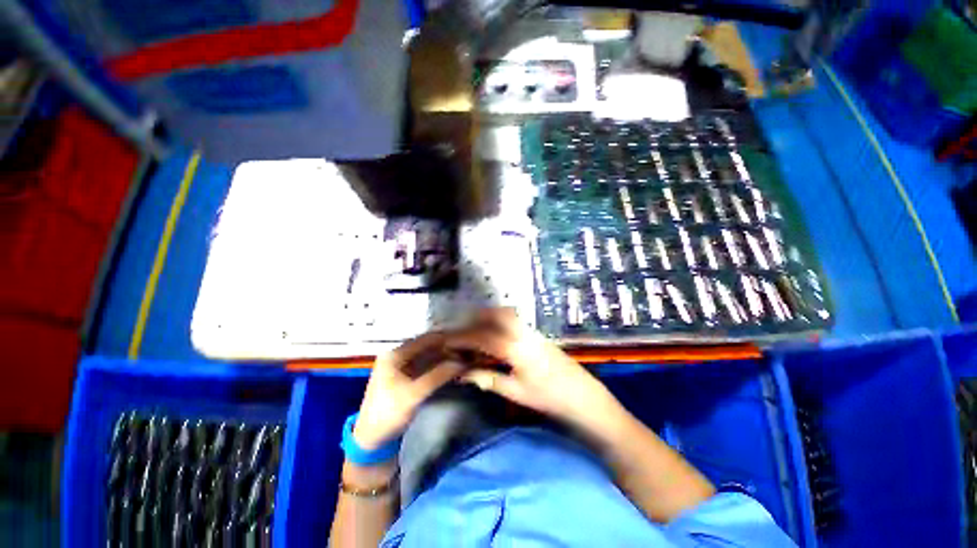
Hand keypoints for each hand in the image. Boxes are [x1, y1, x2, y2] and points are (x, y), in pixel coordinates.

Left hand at [353, 332, 463, 451]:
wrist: (371, 441)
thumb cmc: (388, 414)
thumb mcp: (414, 394)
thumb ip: (438, 375)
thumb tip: (463, 362)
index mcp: (394, 354)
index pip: (425, 339)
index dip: (445, 340)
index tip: (465, 342)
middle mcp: (397, 355)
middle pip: (426, 346)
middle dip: (446, 348)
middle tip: (466, 351)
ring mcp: (401, 366)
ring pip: (427, 355)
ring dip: (443, 357)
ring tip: (462, 358)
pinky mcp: (405, 377)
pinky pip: (425, 365)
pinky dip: (438, 365)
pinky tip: (451, 368)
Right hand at [446, 309, 619, 429]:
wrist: (583, 397)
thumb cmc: (549, 398)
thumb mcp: (515, 392)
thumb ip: (488, 379)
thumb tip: (463, 374)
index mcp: (515, 348)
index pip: (482, 338)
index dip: (462, 339)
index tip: (446, 341)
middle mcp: (522, 332)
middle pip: (495, 315)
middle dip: (474, 320)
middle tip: (461, 333)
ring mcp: (532, 331)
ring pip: (505, 314)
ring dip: (488, 318)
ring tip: (475, 332)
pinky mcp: (537, 333)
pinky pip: (514, 320)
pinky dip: (499, 321)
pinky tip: (495, 335)